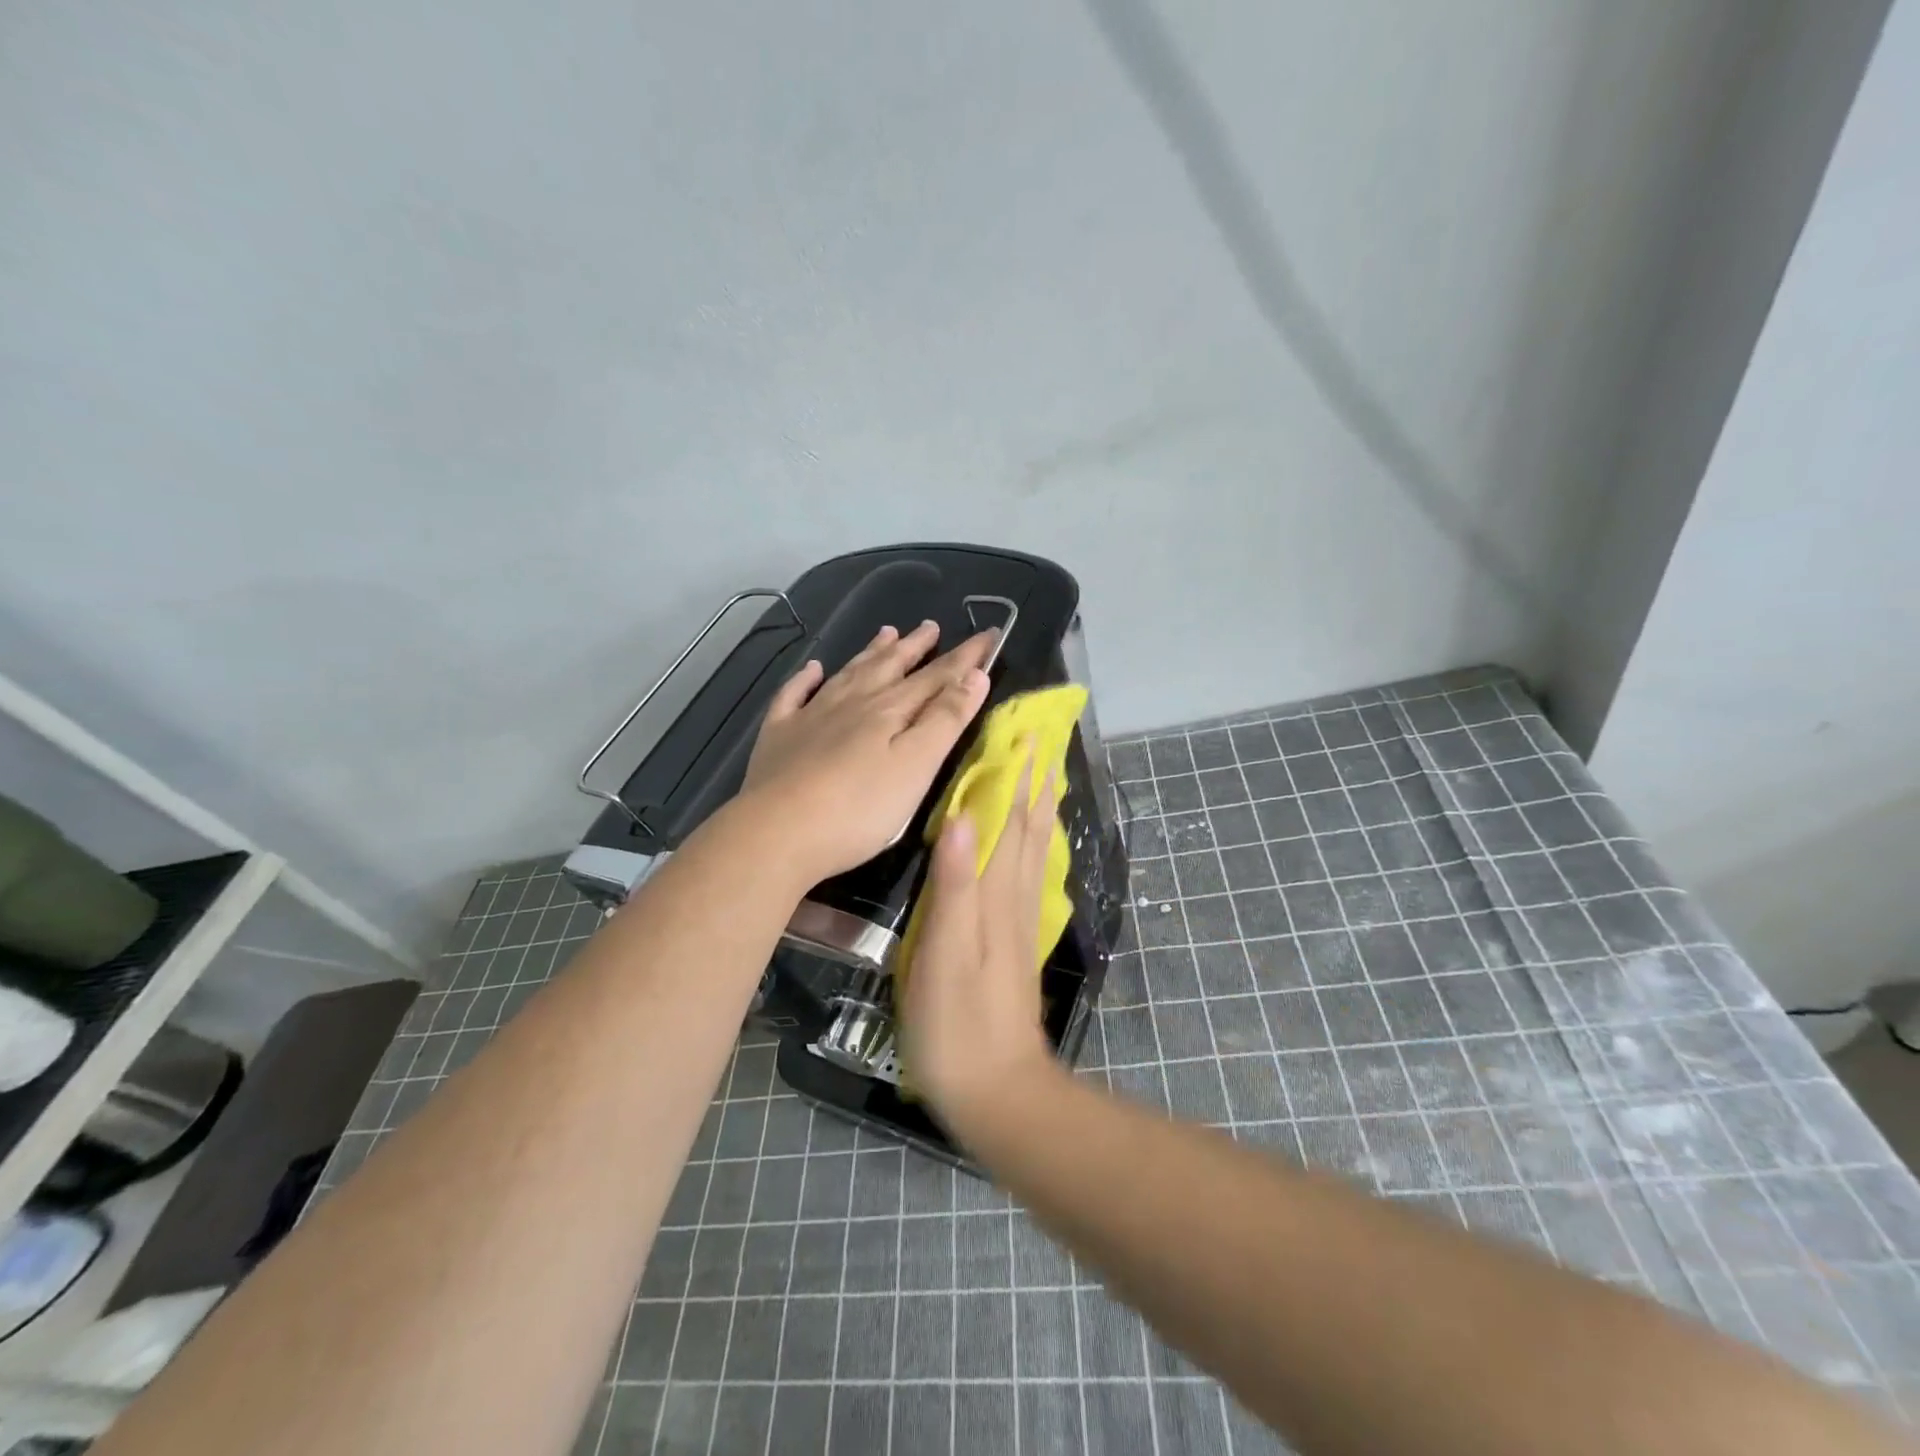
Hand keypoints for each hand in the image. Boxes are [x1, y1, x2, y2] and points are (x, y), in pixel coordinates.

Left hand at [741, 621, 994, 885]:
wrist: (777, 832)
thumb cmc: (859, 809)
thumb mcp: (916, 766)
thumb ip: (946, 720)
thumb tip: (974, 676)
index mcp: (889, 711)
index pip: (936, 677)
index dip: (964, 658)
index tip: (988, 635)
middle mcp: (852, 703)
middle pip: (889, 668)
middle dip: (915, 647)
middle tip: (930, 626)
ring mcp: (811, 717)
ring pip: (847, 674)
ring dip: (870, 653)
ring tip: (886, 632)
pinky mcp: (779, 737)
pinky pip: (793, 696)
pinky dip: (805, 679)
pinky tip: (812, 669)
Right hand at [899, 756, 1063, 1129]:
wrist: (997, 1089)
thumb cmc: (958, 1024)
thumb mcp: (944, 954)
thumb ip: (953, 885)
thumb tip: (959, 815)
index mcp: (995, 894)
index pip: (1008, 820)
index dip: (1014, 774)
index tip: (1020, 730)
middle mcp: (1013, 898)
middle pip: (1027, 827)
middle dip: (1032, 779)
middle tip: (1037, 736)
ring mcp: (1017, 920)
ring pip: (1030, 848)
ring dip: (1036, 805)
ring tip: (1040, 772)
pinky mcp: (1013, 941)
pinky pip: (1025, 873)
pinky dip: (1029, 843)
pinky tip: (1027, 840)